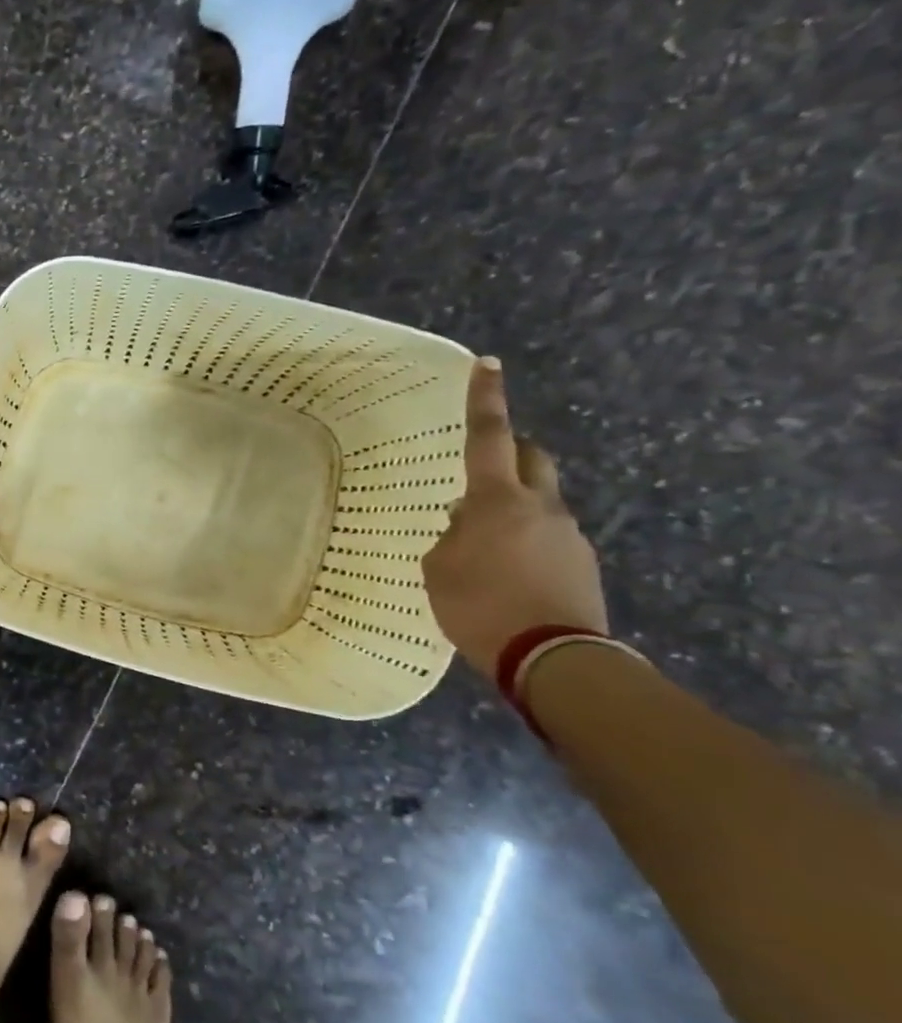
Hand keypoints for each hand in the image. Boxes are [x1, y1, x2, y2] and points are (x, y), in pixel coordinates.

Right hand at [421, 359, 607, 680]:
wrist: (553, 658)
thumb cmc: (479, 606)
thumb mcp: (439, 568)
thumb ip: (450, 536)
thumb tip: (466, 524)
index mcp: (497, 500)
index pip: (488, 437)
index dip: (485, 399)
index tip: (486, 364)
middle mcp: (540, 507)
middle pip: (531, 459)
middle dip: (510, 452)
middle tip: (484, 466)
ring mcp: (568, 535)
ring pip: (538, 502)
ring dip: (512, 509)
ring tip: (482, 547)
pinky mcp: (582, 564)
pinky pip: (547, 537)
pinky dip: (524, 542)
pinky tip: (505, 575)